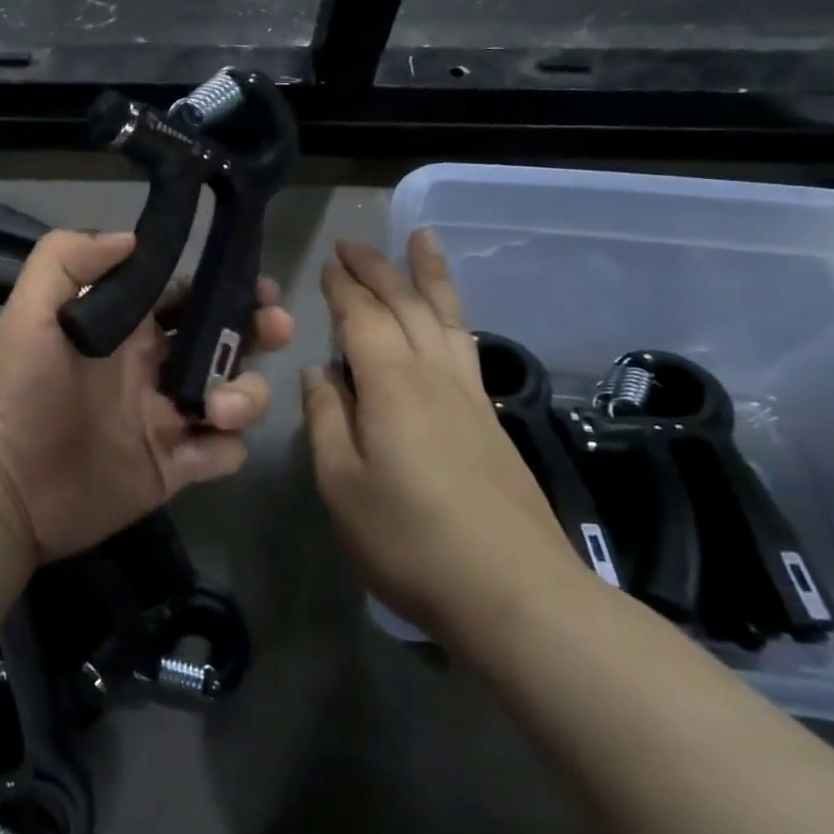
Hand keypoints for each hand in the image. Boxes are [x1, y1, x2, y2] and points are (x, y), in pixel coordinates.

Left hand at [0, 229, 295, 563]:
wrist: (4, 488)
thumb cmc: (17, 392)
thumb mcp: (29, 313)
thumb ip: (67, 261)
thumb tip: (133, 238)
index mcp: (129, 329)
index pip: (188, 297)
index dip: (222, 287)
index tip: (257, 284)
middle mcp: (156, 368)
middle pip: (226, 341)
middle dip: (257, 331)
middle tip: (276, 328)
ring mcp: (169, 418)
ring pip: (238, 395)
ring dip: (246, 394)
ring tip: (218, 407)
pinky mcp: (175, 466)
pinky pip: (225, 452)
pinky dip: (226, 446)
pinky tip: (200, 445)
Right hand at [301, 231, 586, 646]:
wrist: (514, 593)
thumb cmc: (410, 541)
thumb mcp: (341, 485)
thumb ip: (327, 419)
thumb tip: (318, 372)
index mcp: (392, 384)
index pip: (362, 316)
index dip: (342, 286)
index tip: (326, 261)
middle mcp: (434, 375)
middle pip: (406, 304)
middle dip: (378, 267)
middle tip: (354, 242)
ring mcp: (470, 396)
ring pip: (447, 316)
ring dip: (429, 275)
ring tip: (422, 240)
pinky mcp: (491, 420)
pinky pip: (465, 344)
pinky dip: (451, 314)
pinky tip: (448, 317)